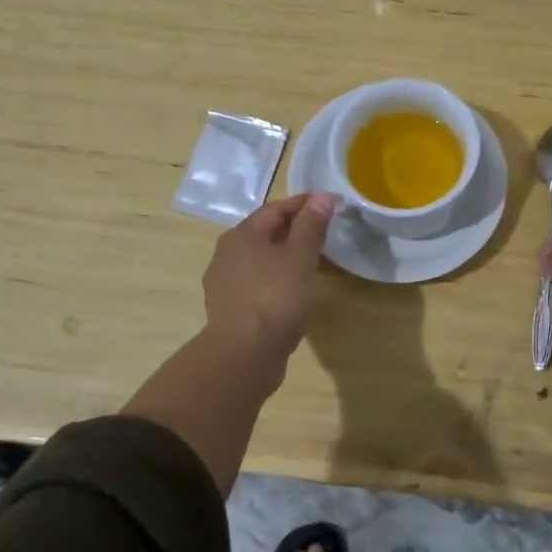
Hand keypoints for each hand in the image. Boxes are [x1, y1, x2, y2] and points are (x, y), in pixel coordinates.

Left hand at [203, 193, 336, 360]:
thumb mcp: (299, 257)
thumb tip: (322, 197)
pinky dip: (274, 280)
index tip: (328, 205)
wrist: (244, 354)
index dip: (303, 204)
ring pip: (258, 260)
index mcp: (242, 235)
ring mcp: (224, 283)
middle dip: (292, 230)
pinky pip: (255, 284)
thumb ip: (310, 226)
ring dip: (282, 257)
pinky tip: (290, 292)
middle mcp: (226, 254)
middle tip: (321, 233)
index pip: (275, 209)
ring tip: (309, 263)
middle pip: (263, 233)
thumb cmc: (275, 298)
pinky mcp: (228, 309)